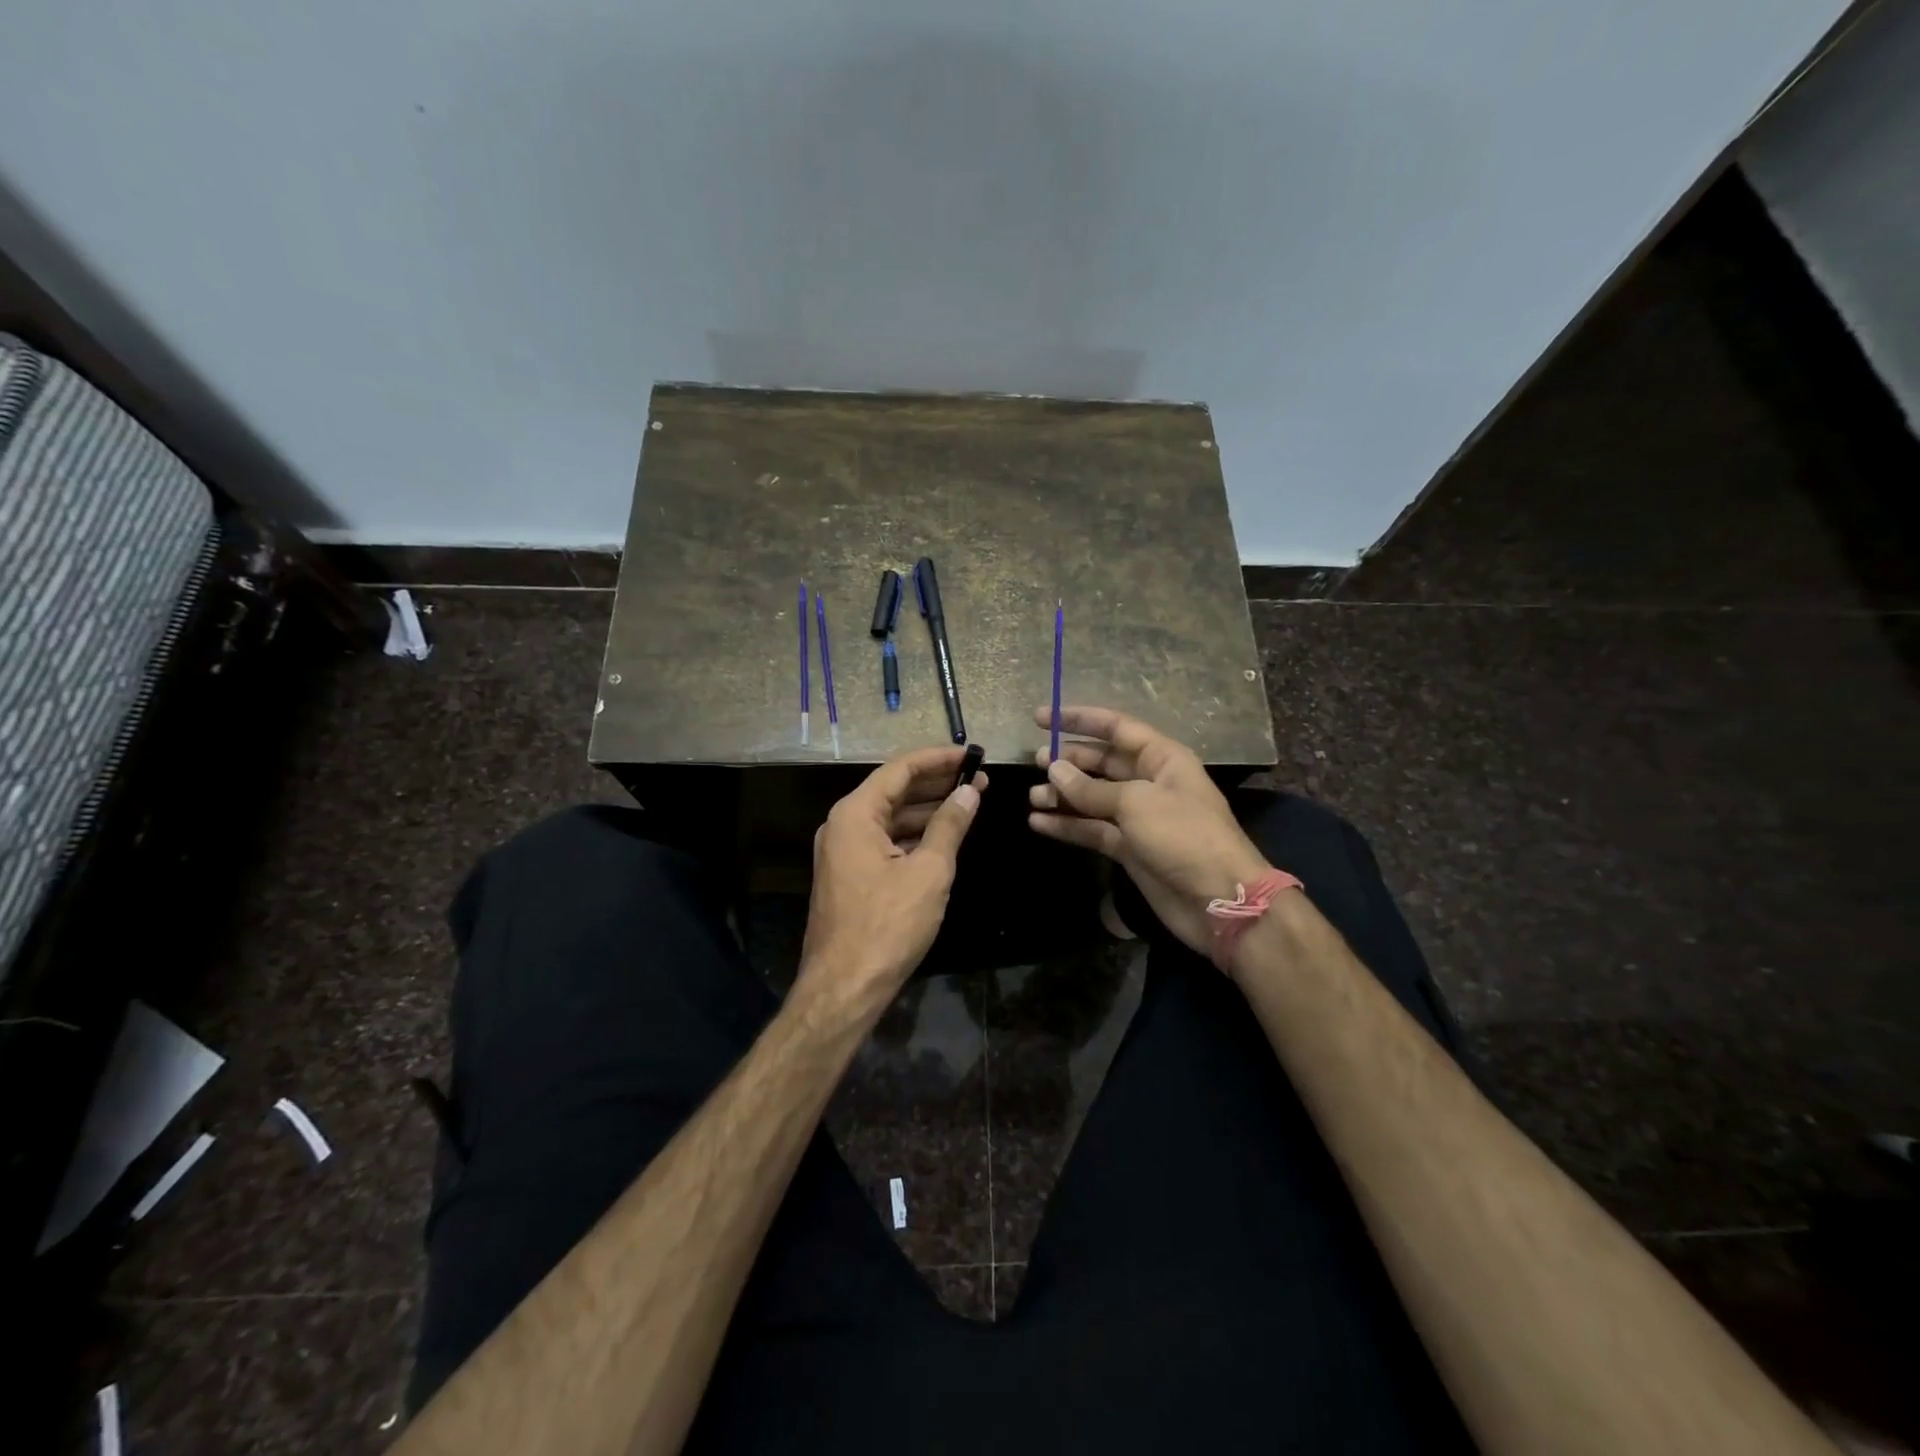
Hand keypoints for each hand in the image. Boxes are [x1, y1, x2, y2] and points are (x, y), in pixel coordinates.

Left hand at [799, 746, 985, 1017]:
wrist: (844, 987)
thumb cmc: (888, 925)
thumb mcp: (929, 872)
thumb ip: (950, 826)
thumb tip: (969, 792)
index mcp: (855, 814)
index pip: (900, 769)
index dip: (938, 759)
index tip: (972, 755)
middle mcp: (843, 825)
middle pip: (894, 790)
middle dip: (936, 784)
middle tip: (978, 780)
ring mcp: (843, 851)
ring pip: (891, 818)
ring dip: (928, 810)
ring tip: (969, 803)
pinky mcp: (850, 875)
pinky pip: (885, 841)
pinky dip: (914, 835)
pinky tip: (944, 836)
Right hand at [1027, 705, 1268, 956]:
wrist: (1218, 899)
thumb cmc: (1184, 837)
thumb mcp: (1136, 804)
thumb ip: (1091, 788)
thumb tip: (1054, 769)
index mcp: (1161, 758)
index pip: (1115, 727)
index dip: (1078, 719)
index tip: (1040, 718)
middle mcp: (1149, 782)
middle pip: (1102, 762)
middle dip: (1069, 760)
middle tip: (1035, 762)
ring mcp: (1139, 817)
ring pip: (1093, 798)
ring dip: (1064, 795)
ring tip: (1033, 797)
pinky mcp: (1129, 848)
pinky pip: (1093, 829)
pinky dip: (1068, 826)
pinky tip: (1039, 823)